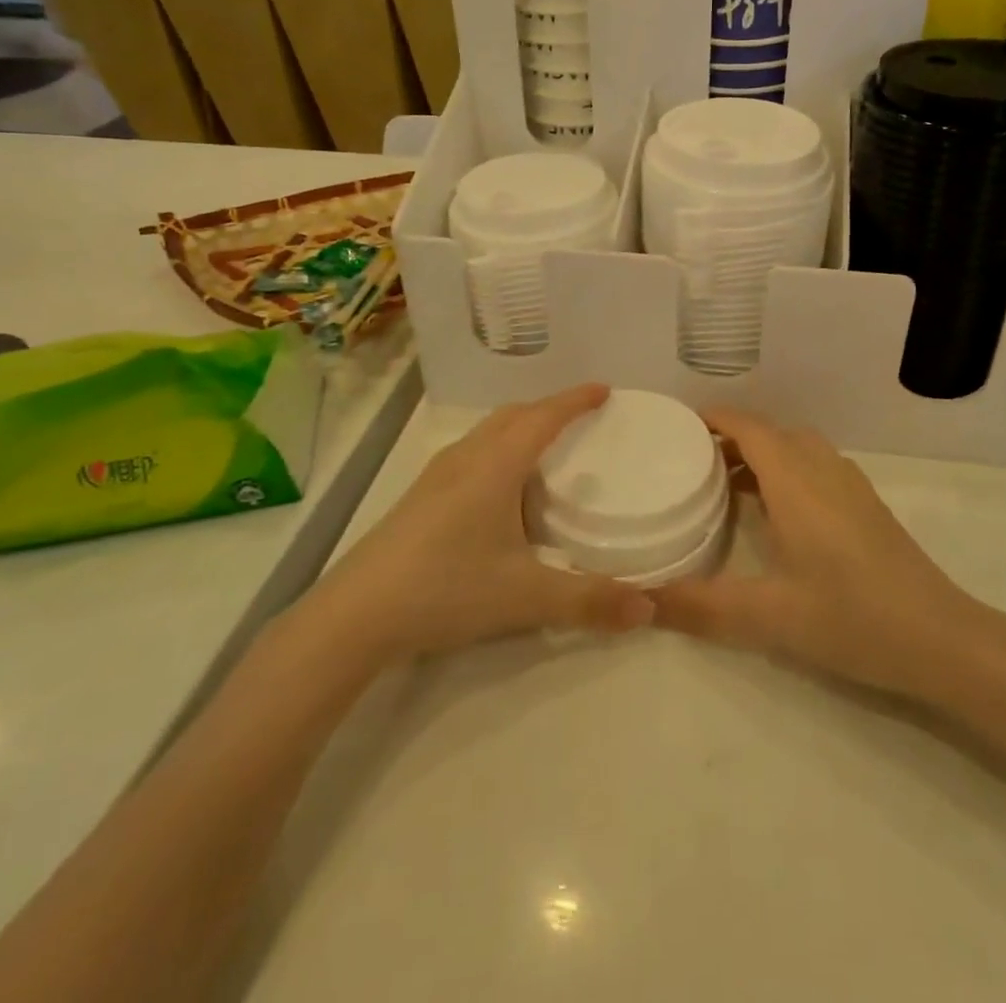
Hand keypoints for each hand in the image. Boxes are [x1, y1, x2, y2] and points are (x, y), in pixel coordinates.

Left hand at [306, 385, 654, 667]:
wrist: (356, 615)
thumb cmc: (446, 589)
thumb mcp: (526, 597)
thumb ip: (589, 601)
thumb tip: (649, 609)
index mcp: (496, 466)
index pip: (544, 417)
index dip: (575, 400)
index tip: (604, 390)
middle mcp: (466, 458)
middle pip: (513, 416)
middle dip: (549, 408)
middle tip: (581, 418)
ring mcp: (437, 476)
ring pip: (487, 433)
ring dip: (520, 427)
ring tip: (546, 447)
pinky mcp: (420, 497)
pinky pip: (471, 453)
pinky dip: (498, 449)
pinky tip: (500, 489)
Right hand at [652, 408, 979, 699]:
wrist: (941, 638)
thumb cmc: (852, 617)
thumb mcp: (769, 617)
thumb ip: (702, 607)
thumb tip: (643, 601)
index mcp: (796, 481)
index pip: (750, 427)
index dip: (715, 418)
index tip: (679, 426)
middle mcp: (823, 470)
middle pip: (772, 432)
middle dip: (732, 438)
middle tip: (693, 461)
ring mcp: (851, 485)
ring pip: (798, 448)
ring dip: (762, 453)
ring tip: (728, 484)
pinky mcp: (867, 505)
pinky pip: (817, 466)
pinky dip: (787, 470)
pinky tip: (779, 513)